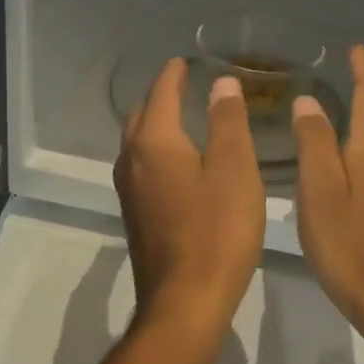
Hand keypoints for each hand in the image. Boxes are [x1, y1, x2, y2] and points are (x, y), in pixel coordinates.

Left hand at [113, 58, 265, 335]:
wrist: (185, 302)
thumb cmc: (217, 230)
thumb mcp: (234, 169)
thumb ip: (227, 121)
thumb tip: (221, 83)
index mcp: (154, 141)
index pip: (162, 92)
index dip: (175, 73)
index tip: (185, 60)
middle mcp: (132, 159)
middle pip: (142, 115)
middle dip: (161, 96)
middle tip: (186, 86)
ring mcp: (129, 190)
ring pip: (138, 142)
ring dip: (156, 123)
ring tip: (184, 118)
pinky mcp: (135, 214)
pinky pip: (142, 165)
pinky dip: (157, 150)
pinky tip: (179, 162)